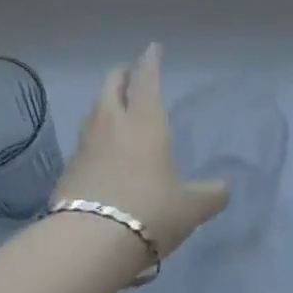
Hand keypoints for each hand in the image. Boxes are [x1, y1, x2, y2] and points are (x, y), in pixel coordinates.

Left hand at [53, 45, 228, 258]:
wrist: (88, 243)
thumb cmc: (149, 213)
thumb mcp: (191, 208)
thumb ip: (210, 195)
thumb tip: (224, 189)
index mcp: (145, 122)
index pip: (147, 79)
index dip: (151, 61)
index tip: (153, 48)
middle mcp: (112, 124)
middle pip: (111, 85)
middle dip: (122, 74)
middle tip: (131, 73)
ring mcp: (85, 144)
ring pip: (94, 109)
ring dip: (106, 101)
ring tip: (116, 107)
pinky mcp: (68, 168)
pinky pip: (85, 139)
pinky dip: (95, 133)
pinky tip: (102, 148)